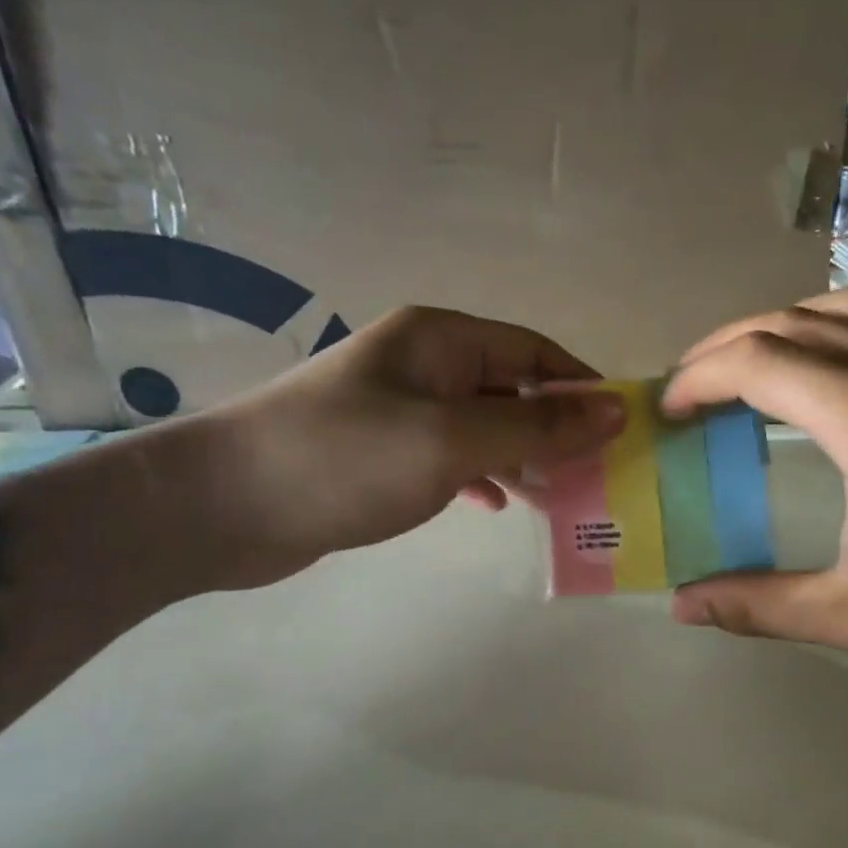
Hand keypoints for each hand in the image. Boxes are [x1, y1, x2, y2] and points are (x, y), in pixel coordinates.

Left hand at [189, 305, 620, 588]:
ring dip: (523, 457)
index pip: (533, 352)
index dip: (582, 387)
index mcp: (440, 340)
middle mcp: (422, 365)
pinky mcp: (381, 453)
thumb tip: (615, 411)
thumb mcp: (453, 441)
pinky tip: (498, 504)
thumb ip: (537, 428)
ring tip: (562, 496)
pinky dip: (481, 476)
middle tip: (599, 475)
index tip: (622, 431)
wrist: (225, 507)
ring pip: (483, 426)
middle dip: (556, 429)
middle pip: (511, 388)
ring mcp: (399, 410)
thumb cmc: (346, 459)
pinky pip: (451, 456)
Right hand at [661, 289, 847, 660]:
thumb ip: (758, 605)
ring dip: (780, 327)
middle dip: (723, 348)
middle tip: (687, 389)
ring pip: (841, 307)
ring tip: (748, 367)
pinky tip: (843, 355)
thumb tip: (682, 606)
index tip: (667, 410)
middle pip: (788, 322)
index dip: (698, 379)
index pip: (756, 363)